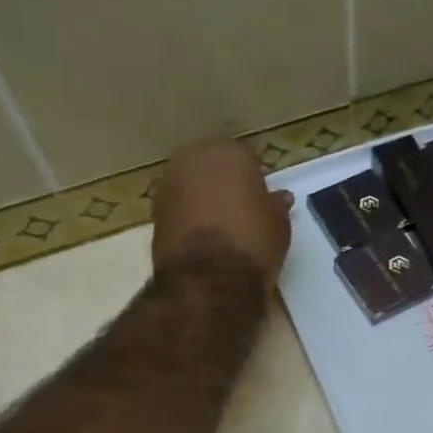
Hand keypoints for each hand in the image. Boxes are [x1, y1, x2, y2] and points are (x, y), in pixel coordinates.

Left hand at [151, 140, 294, 291]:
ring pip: (192, 188)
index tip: (261, 200)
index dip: (254, 180)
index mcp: (228, 152)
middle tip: (240, 212)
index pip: (246, 159)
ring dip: (203, 201)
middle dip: (224, 185)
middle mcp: (193, 159)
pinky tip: (203, 241)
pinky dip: (189, 220)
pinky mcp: (153, 214)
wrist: (208, 280)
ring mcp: (168, 185)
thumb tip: (278, 198)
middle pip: (213, 168)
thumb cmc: (252, 241)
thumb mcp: (279, 224)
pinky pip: (179, 210)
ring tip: (222, 229)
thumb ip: (276, 205)